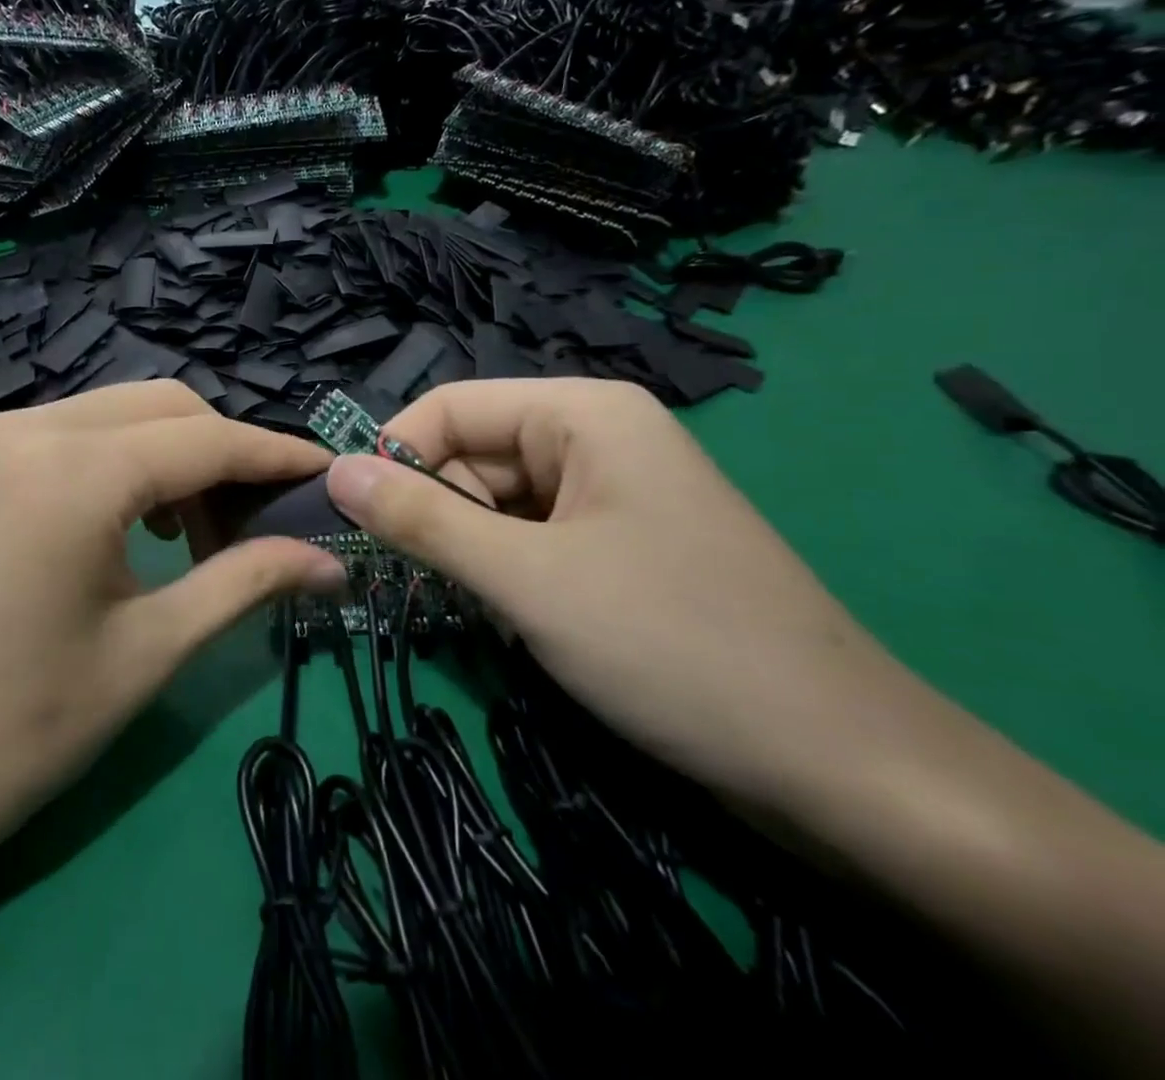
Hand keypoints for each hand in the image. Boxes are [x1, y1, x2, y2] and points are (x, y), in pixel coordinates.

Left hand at [0, 382, 343, 882]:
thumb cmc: (19, 731)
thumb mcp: (150, 650)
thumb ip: (247, 582)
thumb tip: (332, 560)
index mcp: (72, 473)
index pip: (204, 439)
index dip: (274, 456)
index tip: (327, 475)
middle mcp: (28, 427)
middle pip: (163, 405)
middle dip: (224, 452)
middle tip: (258, 524)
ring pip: (118, 412)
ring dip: (174, 454)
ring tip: (197, 534)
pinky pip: (75, 432)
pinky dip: (123, 459)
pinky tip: (135, 521)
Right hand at [325, 379, 924, 819]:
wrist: (845, 771)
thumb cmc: (673, 646)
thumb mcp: (525, 579)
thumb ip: (421, 519)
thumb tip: (333, 472)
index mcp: (584, 414)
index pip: (452, 406)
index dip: (393, 454)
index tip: (347, 517)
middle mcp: (598, 439)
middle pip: (474, 454)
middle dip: (431, 511)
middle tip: (400, 578)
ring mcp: (613, 496)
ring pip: (498, 503)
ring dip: (464, 549)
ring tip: (457, 606)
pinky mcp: (621, 549)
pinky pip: (532, 539)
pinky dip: (501, 572)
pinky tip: (502, 617)